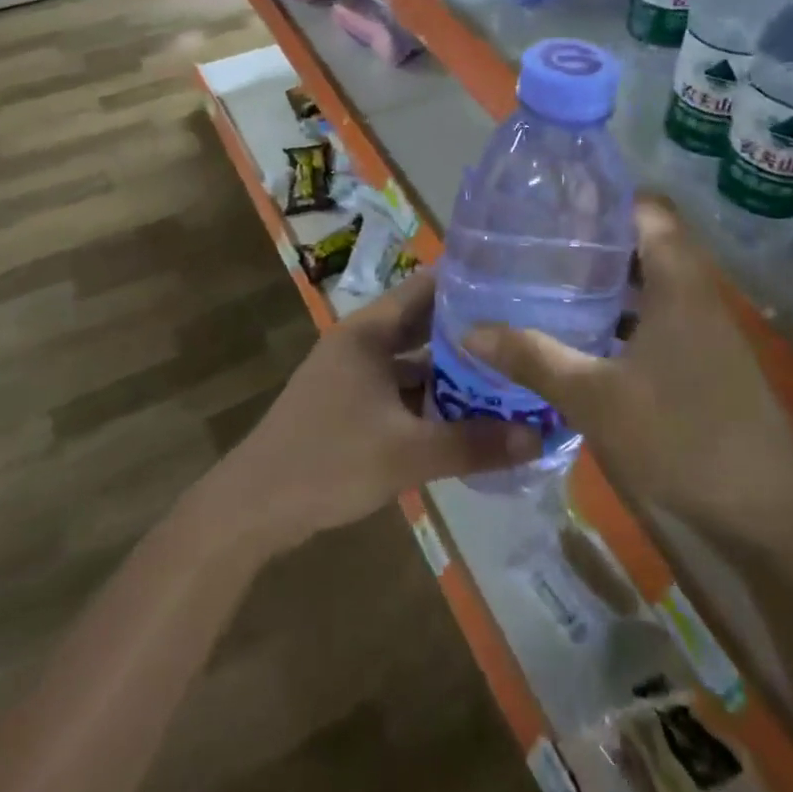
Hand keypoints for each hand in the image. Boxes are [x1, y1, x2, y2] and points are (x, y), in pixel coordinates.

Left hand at [216, 269, 542, 549]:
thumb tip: (539, 436)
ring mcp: (353, 375)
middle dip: (470, 332)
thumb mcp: (407, 453)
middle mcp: (362, 343)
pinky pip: (401, 391)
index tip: (517, 286)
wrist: (253, 507)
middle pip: (424, 325)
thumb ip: (473, 443)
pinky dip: (431, 400)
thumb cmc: (329, 460)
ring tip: (509, 376)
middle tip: (523, 334)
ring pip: (414, 362)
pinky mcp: (350, 406)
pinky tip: (468, 417)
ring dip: (452, 372)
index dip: (470, 283)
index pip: (427, 287)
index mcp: (369, 331)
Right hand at [464, 195, 792, 544]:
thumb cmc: (683, 438)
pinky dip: (624, 318)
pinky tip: (585, 338)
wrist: (768, 519)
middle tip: (539, 246)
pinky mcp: (707, 363)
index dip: (603, 200)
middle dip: (594, 242)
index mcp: (679, 282)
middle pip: (644, 244)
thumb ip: (534, 359)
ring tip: (551, 284)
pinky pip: (659, 319)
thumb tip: (470, 331)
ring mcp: (707, 330)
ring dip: (608, 283)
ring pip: (651, 285)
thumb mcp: (595, 398)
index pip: (646, 209)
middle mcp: (697, 293)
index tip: (555, 205)